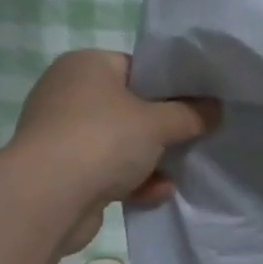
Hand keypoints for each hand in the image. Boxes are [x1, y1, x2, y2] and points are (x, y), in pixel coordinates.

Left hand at [12, 50, 219, 251]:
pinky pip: (104, 171)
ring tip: (180, 171)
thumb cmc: (103, 139)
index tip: (195, 105)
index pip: (136, 67)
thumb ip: (190, 114)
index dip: (168, 86)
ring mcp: (61, 134)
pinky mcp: (61, 172)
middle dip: (160, 128)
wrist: (48, 198)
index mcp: (85, 65)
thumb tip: (215, 109)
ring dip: (149, 160)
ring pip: (117, 143)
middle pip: (128, 108)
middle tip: (193, 137)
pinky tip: (158, 194)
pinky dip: (131, 181)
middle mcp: (67, 93)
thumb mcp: (158, 122)